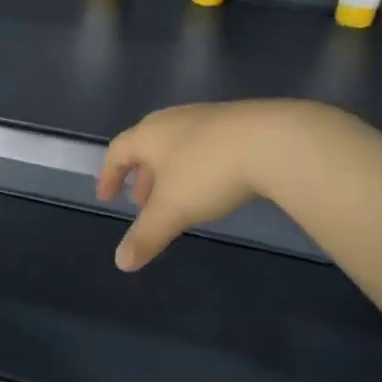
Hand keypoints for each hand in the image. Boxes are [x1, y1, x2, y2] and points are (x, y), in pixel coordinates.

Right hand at [97, 101, 292, 271]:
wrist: (276, 142)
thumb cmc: (208, 172)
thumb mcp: (172, 210)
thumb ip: (146, 236)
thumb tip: (121, 263)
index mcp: (150, 134)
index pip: (117, 152)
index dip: (108, 175)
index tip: (106, 196)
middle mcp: (175, 121)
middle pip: (148, 146)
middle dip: (142, 176)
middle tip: (141, 202)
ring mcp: (210, 118)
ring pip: (179, 146)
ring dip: (171, 172)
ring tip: (178, 198)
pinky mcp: (242, 123)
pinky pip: (207, 146)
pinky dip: (199, 167)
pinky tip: (214, 186)